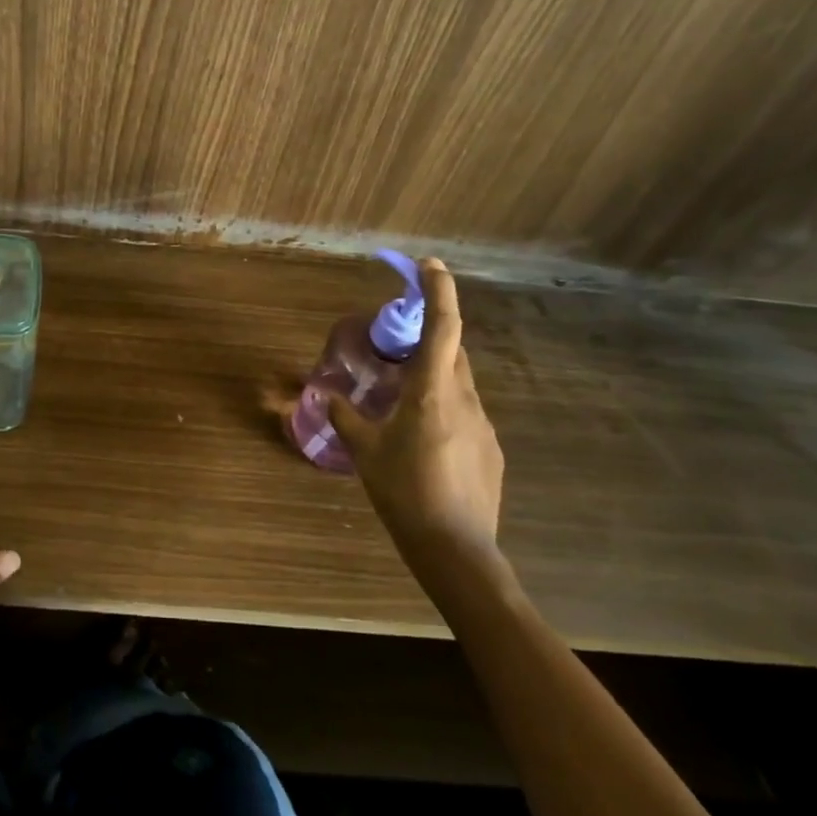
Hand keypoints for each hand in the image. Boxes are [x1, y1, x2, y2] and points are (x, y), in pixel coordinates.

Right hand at [328, 259, 504, 575]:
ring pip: (458, 384)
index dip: (438, 290)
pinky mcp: (490, 450)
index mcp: (432, 392)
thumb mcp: (364, 452)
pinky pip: (464, 414)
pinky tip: (423, 443)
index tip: (429, 264)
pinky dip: (444, 411)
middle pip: (452, 352)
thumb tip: (326, 395)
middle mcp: (465, 399)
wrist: (456, 551)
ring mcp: (483, 426)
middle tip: (397, 344)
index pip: (442, 327)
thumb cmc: (404, 492)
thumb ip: (345, 417)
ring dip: (433, 378)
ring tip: (402, 402)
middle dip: (428, 338)